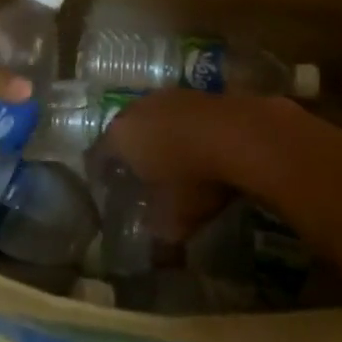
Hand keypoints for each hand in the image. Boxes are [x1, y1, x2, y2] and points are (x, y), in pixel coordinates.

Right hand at [102, 91, 296, 239]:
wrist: (243, 135)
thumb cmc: (194, 180)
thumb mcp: (174, 221)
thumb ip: (157, 235)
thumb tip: (156, 250)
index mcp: (120, 137)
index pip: (97, 157)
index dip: (102, 177)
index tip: (111, 195)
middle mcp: (137, 109)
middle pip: (124, 133)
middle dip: (129, 156)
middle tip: (140, 180)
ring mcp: (169, 95)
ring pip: (154, 120)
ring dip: (159, 139)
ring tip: (172, 164)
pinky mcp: (198, 92)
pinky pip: (181, 115)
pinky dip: (184, 131)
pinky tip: (199, 149)